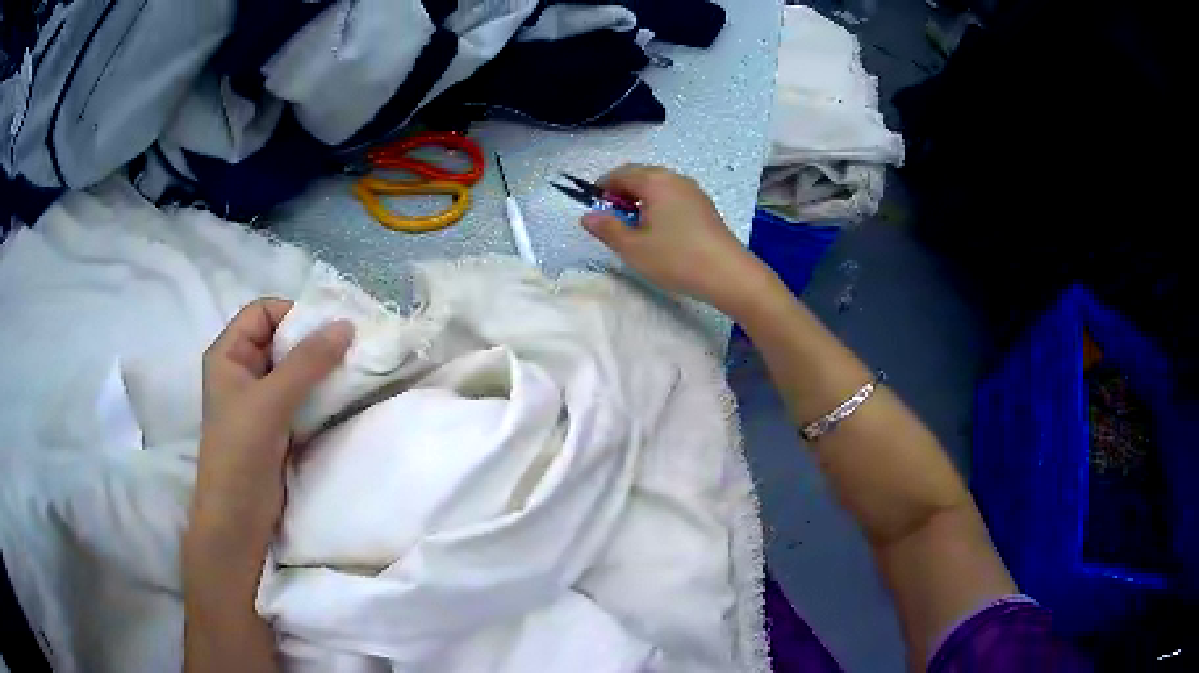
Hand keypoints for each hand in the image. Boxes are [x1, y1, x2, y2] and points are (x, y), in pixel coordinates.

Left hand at [187, 298, 353, 558]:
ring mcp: (259, 399)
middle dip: (313, 340)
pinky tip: (342, 395)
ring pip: (294, 368)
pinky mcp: (276, 424)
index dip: (293, 313)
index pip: (263, 312)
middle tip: (350, 346)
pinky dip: (320, 391)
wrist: (238, 518)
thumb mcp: (271, 401)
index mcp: (228, 354)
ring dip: (320, 367)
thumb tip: (347, 325)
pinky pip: (300, 395)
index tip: (330, 327)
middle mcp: (242, 370)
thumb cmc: (241, 452)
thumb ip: (307, 362)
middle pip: (280, 338)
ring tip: (353, 368)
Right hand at [581, 164, 769, 314]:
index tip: (593, 209)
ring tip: (635, 229)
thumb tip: (587, 215)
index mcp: (655, 181)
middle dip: (621, 193)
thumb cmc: (676, 258)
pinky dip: (659, 207)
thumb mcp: (633, 248)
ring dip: (641, 200)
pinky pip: (673, 197)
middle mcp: (675, 178)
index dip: (602, 188)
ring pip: (658, 187)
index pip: (620, 174)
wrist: (729, 274)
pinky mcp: (705, 207)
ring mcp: (693, 191)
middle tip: (612, 220)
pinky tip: (660, 232)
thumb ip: (607, 228)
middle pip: (640, 176)